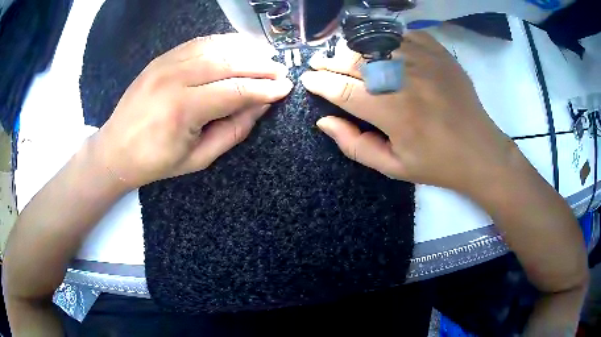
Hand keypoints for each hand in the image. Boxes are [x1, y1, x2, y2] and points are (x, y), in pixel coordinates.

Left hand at [93, 34, 292, 188]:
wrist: (115, 149)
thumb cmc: (155, 162)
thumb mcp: (198, 159)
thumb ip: (233, 131)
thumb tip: (260, 105)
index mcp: (182, 109)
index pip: (235, 91)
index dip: (265, 89)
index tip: (286, 88)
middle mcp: (174, 78)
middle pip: (228, 63)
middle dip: (260, 66)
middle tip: (281, 70)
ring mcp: (165, 63)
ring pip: (215, 47)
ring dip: (245, 49)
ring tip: (265, 55)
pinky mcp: (161, 58)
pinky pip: (198, 43)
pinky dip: (222, 42)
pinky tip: (237, 46)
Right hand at [301, 31, 515, 194]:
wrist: (480, 151)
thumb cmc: (436, 164)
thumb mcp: (393, 167)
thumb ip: (354, 145)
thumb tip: (323, 122)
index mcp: (392, 112)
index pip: (342, 89)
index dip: (319, 83)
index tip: (308, 79)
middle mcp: (405, 79)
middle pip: (355, 60)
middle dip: (330, 62)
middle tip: (320, 65)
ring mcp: (424, 60)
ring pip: (375, 43)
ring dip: (353, 49)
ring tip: (345, 57)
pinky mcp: (439, 52)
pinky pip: (403, 35)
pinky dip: (386, 39)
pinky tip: (381, 49)